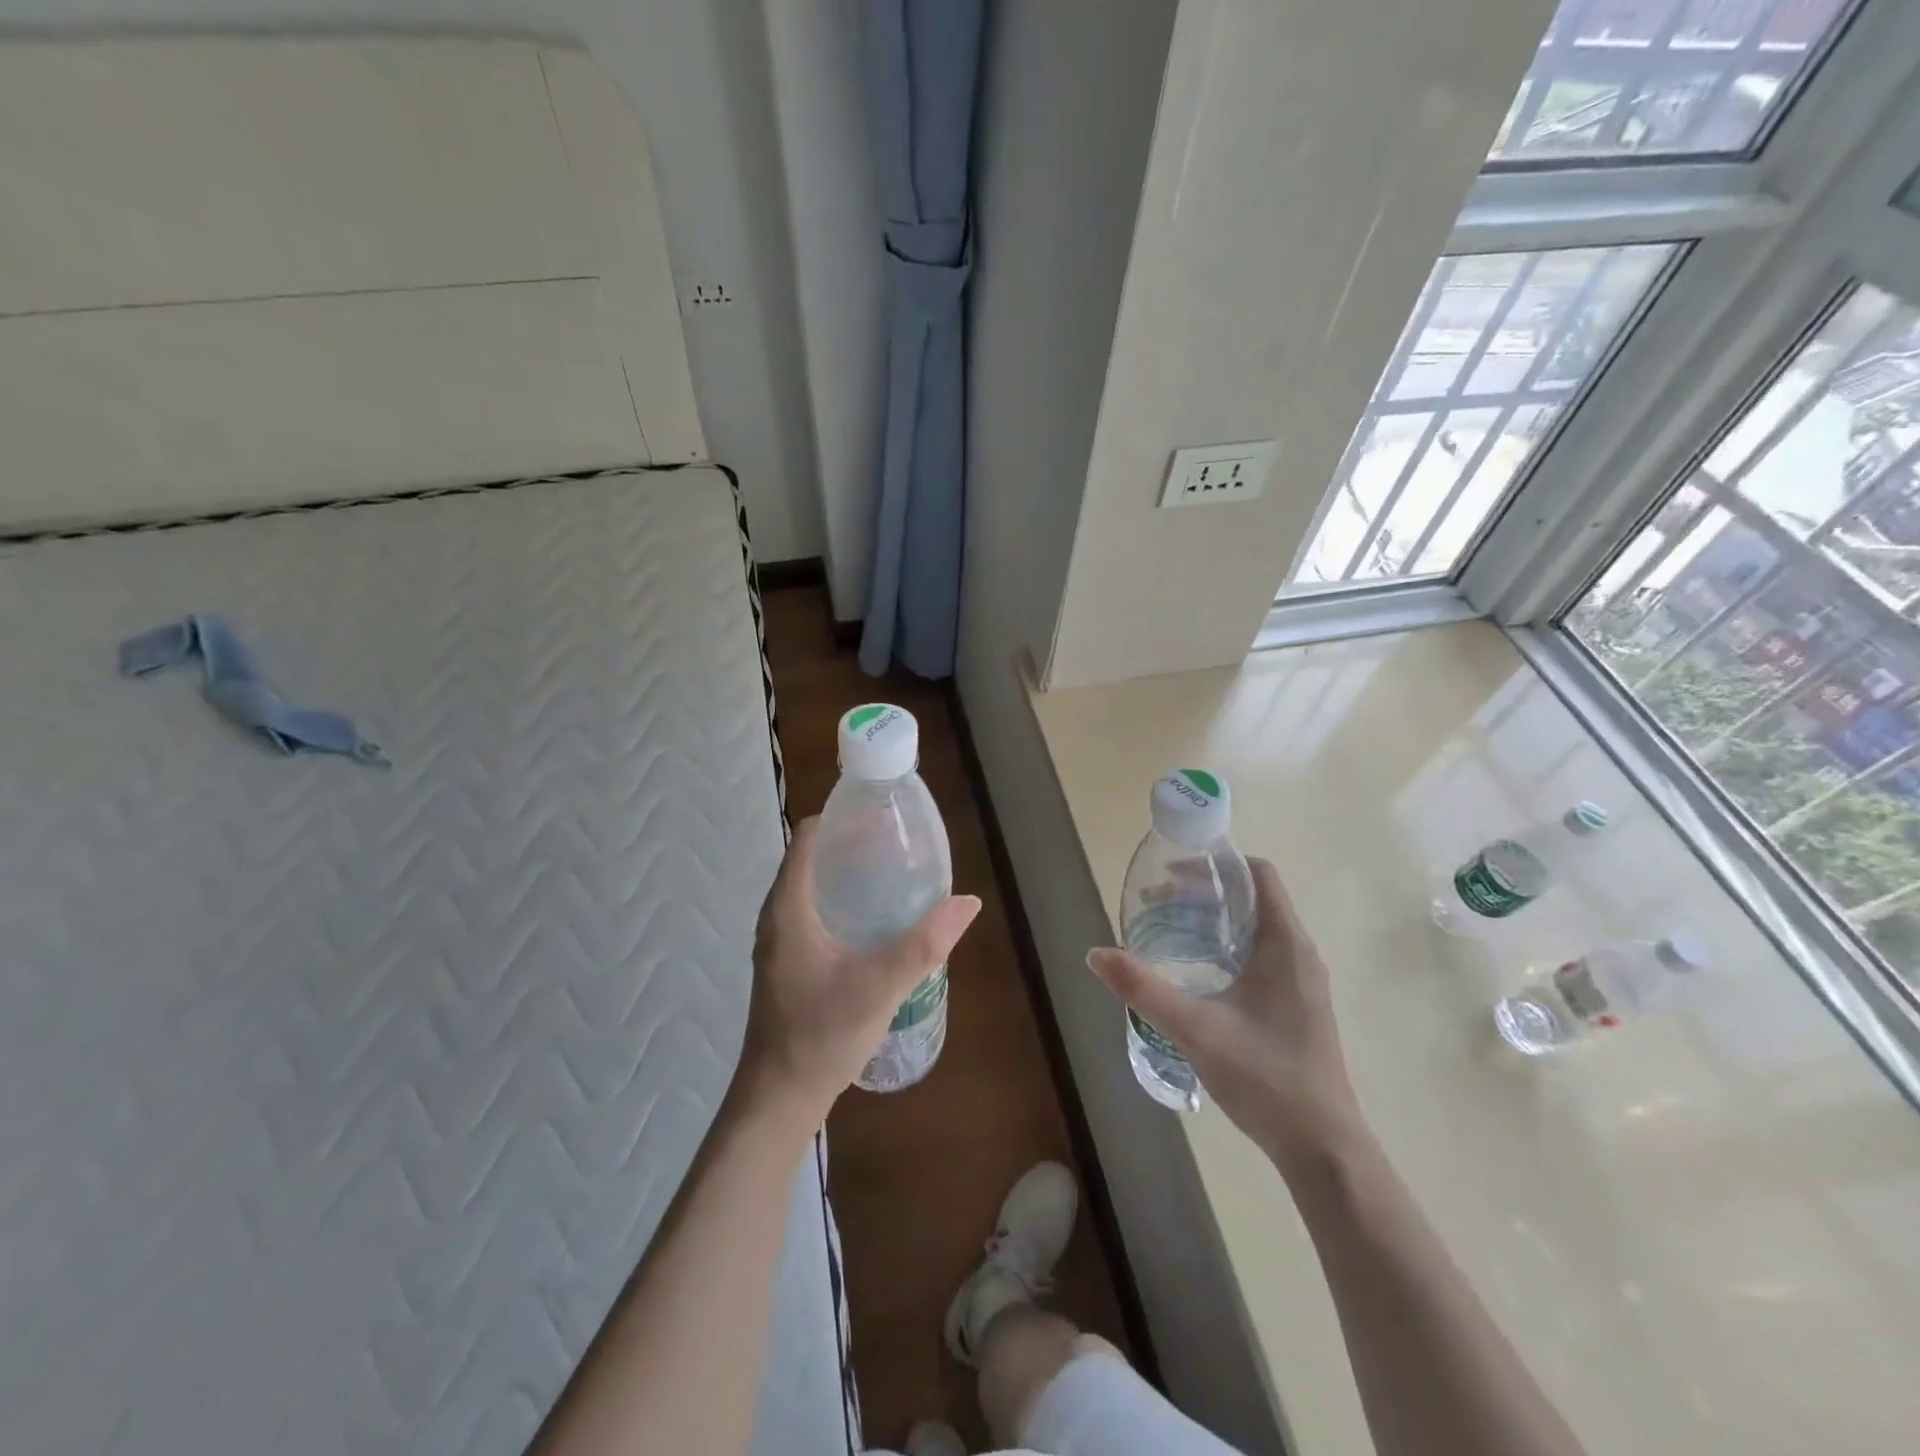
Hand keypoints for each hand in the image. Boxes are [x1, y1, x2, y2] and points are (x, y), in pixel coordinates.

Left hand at [737, 817, 980, 1124]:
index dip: (842, 818)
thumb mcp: (880, 986)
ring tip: (892, 873)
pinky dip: (841, 900)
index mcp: (788, 907)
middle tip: (898, 844)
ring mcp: (780, 941)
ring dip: (847, 873)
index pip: (808, 837)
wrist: (778, 1099)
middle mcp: (778, 915)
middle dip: (852, 844)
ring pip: (812, 886)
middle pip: (812, 858)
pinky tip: (874, 919)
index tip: (882, 817)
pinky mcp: (788, 962)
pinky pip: (813, 911)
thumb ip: (925, 943)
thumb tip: (968, 902)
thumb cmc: (821, 1035)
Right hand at [1087, 858, 1361, 1168]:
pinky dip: (1226, 946)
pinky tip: (1197, 971)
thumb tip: (1095, 953)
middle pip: (1252, 898)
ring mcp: (1302, 981)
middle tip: (1156, 902)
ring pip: (1255, 928)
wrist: (1322, 1148)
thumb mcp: (1196, 1029)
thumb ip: (1144, 989)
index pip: (1258, 874)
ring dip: (1213, 920)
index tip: (1173, 871)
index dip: (1217, 864)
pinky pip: (1261, 954)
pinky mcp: (1297, 1004)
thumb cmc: (1265, 1078)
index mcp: (1285, 944)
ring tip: (1169, 929)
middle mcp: (1300, 953)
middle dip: (1204, 893)